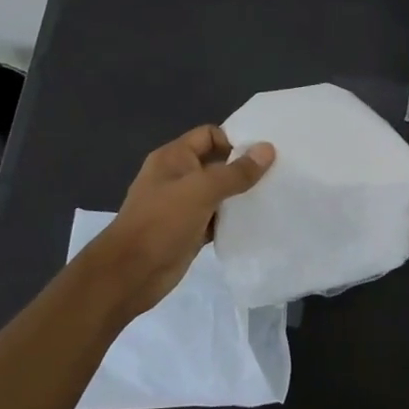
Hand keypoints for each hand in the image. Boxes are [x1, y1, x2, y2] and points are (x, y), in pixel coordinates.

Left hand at [97, 125, 274, 313]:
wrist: (130, 273)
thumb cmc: (162, 222)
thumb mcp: (201, 190)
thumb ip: (236, 172)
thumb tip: (268, 149)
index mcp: (174, 157)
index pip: (209, 135)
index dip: (235, 140)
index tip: (264, 154)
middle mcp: (178, 177)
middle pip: (216, 163)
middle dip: (243, 168)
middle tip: (277, 173)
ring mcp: (183, 205)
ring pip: (219, 193)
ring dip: (241, 195)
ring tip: (273, 196)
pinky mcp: (190, 231)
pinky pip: (217, 218)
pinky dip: (233, 219)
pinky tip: (256, 222)